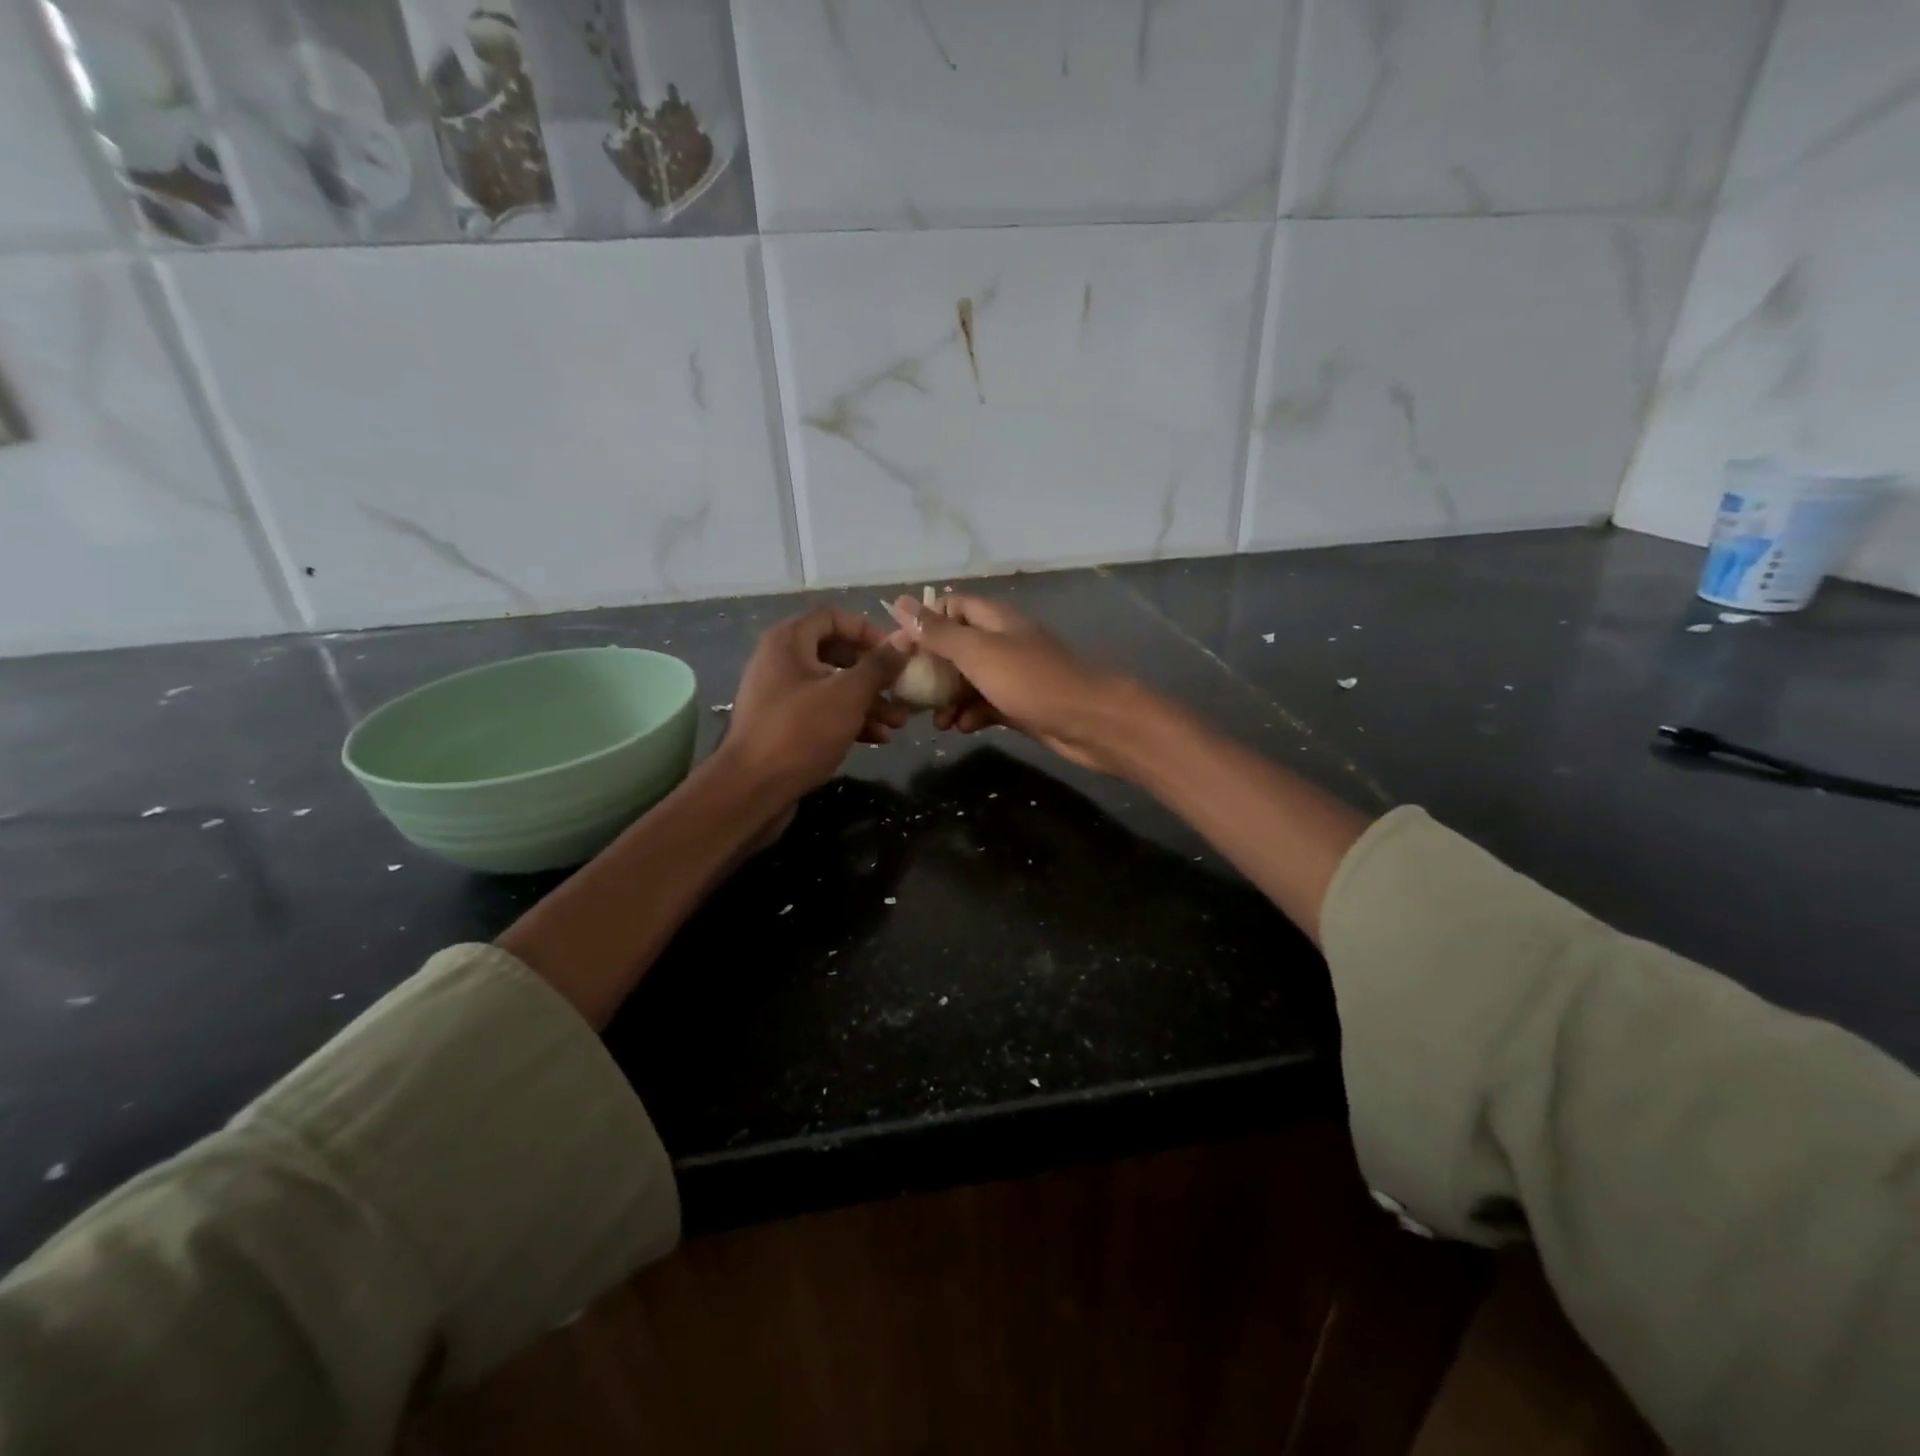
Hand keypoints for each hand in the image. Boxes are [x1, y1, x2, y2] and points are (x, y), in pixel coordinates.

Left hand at [723, 607, 908, 799]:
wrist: (750, 790)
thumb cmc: (800, 732)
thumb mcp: (848, 695)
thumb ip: (879, 665)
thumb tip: (904, 639)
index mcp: (789, 642)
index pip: (833, 617)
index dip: (868, 630)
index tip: (896, 653)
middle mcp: (781, 662)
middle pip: (836, 654)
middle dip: (874, 673)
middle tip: (902, 689)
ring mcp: (780, 695)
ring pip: (832, 687)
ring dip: (868, 701)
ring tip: (899, 722)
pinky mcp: (783, 726)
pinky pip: (822, 712)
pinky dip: (850, 720)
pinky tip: (879, 739)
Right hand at [886, 593, 1138, 773]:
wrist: (1089, 722)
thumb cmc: (1032, 681)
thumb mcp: (978, 653)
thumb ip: (939, 632)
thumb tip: (900, 603)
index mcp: (994, 620)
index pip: (951, 607)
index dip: (924, 623)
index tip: (899, 648)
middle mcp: (1002, 642)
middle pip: (956, 647)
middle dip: (931, 668)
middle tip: (907, 692)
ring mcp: (1012, 675)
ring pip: (968, 681)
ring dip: (948, 698)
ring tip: (935, 721)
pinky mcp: (1019, 705)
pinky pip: (985, 705)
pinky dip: (971, 715)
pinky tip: (962, 728)